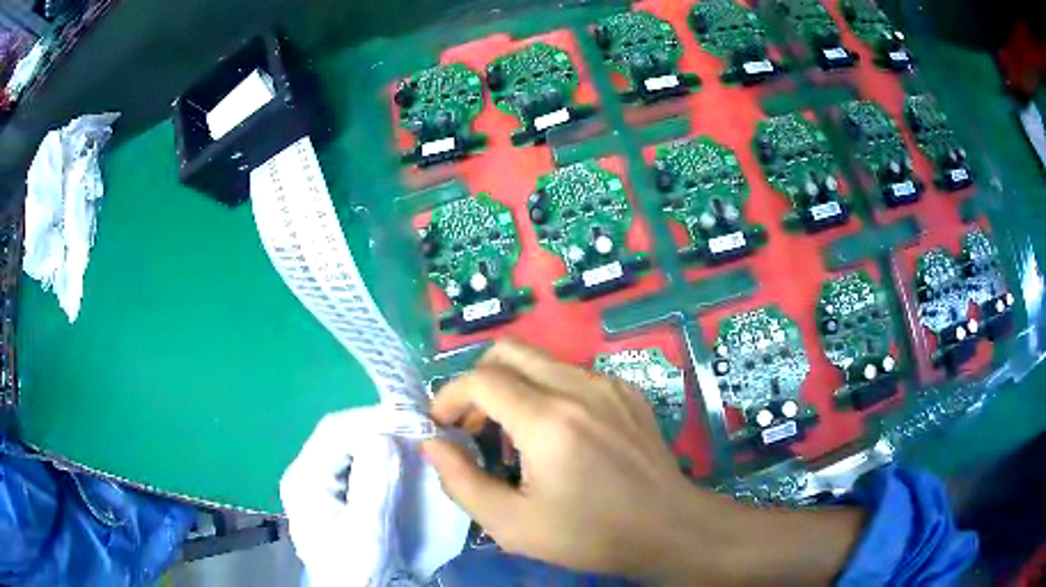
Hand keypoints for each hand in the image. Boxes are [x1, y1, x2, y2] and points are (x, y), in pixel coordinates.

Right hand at [421, 341, 864, 584]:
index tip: (441, 427)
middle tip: (473, 427)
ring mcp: (608, 384)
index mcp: (549, 421)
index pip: (480, 380)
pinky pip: (570, 374)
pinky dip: (544, 392)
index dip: (449, 397)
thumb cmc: (591, 534)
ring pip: (539, 360)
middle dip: (476, 382)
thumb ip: (461, 481)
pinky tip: (555, 435)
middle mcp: (579, 387)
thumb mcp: (513, 525)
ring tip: (512, 436)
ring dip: (511, 387)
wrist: (668, 527)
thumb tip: (433, 443)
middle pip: (507, 352)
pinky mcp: (626, 390)